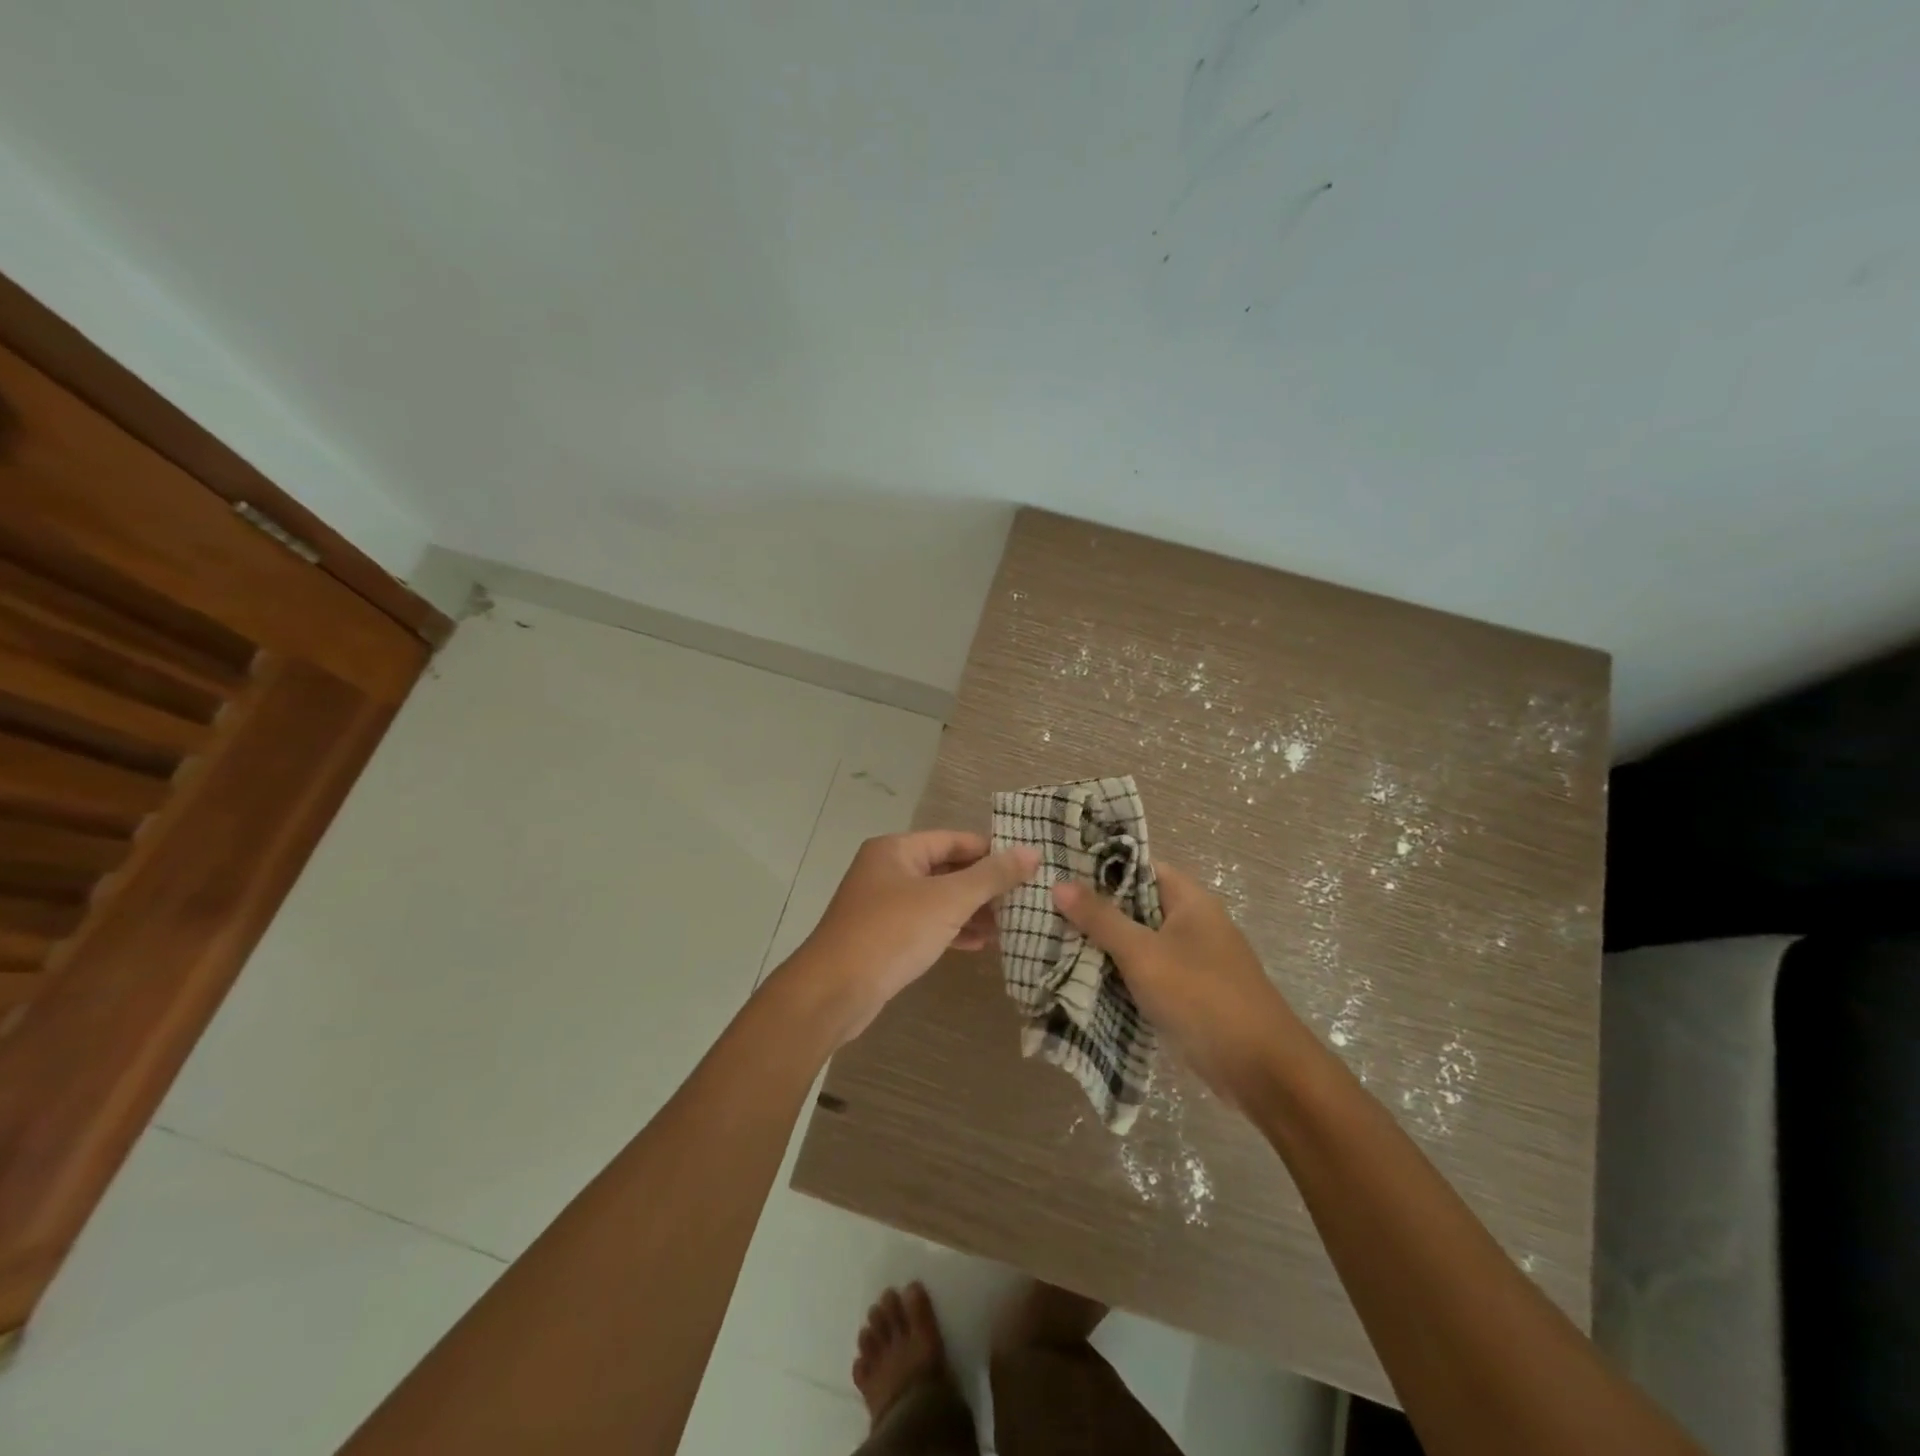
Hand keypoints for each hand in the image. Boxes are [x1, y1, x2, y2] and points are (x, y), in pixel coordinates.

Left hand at [792, 830, 1038, 1043]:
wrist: (834, 992)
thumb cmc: (891, 933)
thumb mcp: (948, 901)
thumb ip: (991, 876)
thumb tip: (1032, 852)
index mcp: (896, 850)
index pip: (954, 840)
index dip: (991, 851)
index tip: (1027, 867)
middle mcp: (887, 870)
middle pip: (946, 869)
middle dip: (984, 885)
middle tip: (1025, 899)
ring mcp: (883, 905)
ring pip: (937, 900)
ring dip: (972, 911)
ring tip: (1011, 925)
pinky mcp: (883, 937)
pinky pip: (926, 925)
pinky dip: (952, 930)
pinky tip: (981, 944)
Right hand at [1052, 862, 1302, 1102]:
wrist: (1262, 1070)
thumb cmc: (1202, 997)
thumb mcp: (1144, 954)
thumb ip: (1101, 919)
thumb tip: (1060, 883)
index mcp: (1189, 900)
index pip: (1140, 866)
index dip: (1101, 866)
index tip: (1059, 869)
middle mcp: (1192, 923)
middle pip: (1135, 905)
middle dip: (1094, 909)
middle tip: (1044, 907)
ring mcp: (1192, 961)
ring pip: (1138, 942)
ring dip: (1103, 945)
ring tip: (1051, 939)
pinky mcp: (1188, 994)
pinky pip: (1146, 973)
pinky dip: (1118, 974)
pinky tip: (1081, 978)